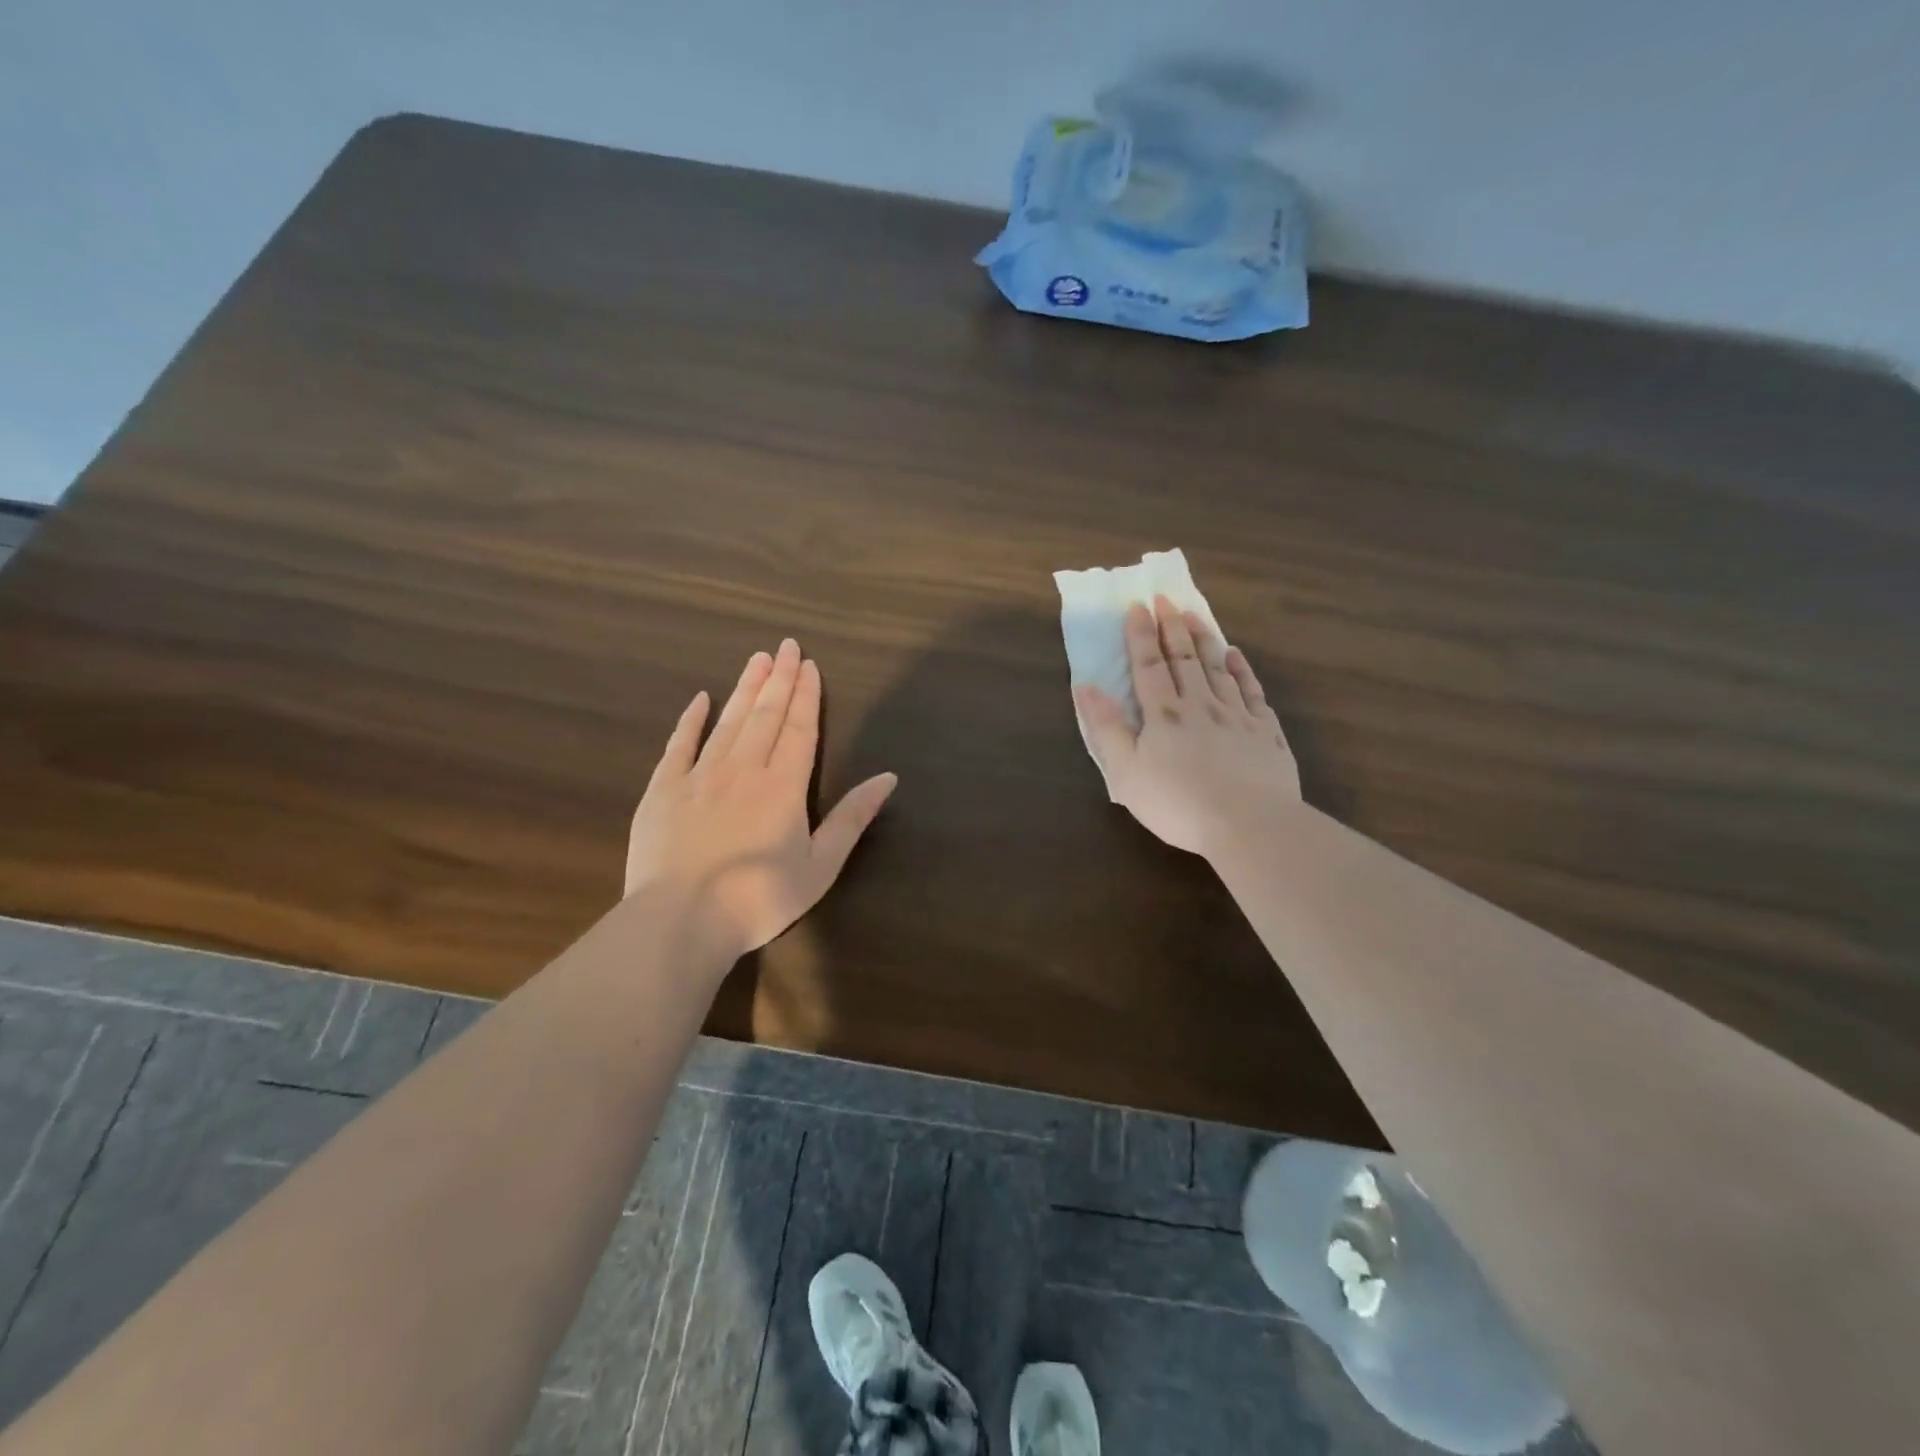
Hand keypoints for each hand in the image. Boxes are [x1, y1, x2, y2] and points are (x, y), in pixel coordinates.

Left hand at [626, 639, 897, 958]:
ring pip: (727, 721)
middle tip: (785, 645)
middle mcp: (743, 769)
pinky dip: (691, 720)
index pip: (799, 728)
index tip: (808, 664)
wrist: (681, 921)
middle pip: (765, 715)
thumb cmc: (760, 899)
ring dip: (744, 688)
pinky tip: (700, 699)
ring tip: (756, 659)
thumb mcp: (821, 865)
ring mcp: (699, 776)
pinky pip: (679, 745)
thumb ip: (852, 818)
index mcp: (783, 786)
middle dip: (778, 679)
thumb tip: (888, 777)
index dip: (806, 695)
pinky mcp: (662, 790)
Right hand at [1077, 596, 1300, 856]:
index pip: (1149, 666)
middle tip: (1166, 598)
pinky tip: (1236, 656)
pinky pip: (1252, 691)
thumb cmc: (1177, 803)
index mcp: (1164, 715)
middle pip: (1184, 658)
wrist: (1248, 824)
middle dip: (1172, 627)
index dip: (1140, 635)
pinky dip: (1242, 670)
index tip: (1138, 606)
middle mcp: (1200, 705)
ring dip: (1204, 639)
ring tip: (1196, 615)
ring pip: (1217, 668)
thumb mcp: (1126, 773)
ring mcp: (1237, 716)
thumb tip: (1086, 687)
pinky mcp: (1265, 732)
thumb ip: (1107, 728)